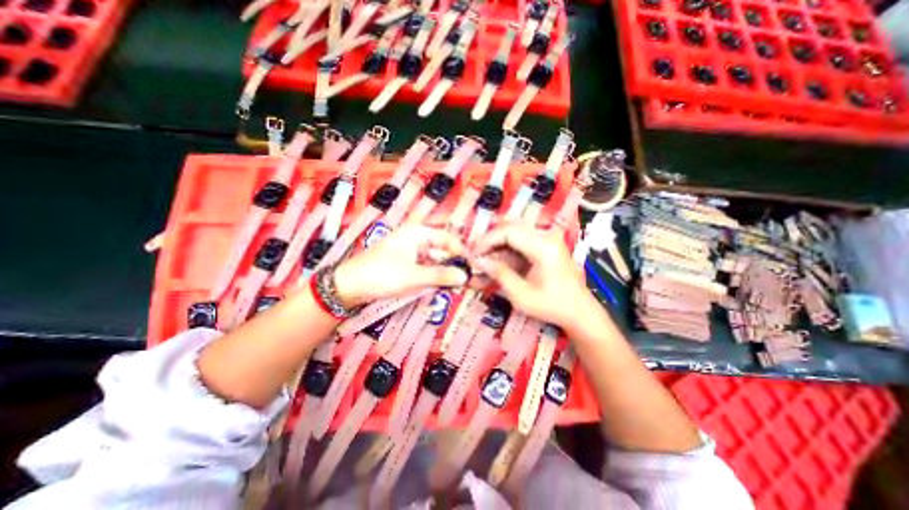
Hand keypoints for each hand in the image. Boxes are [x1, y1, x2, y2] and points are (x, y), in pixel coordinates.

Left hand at [332, 228, 467, 306]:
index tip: (472, 268)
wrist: (350, 285)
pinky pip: (426, 267)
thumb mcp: (414, 276)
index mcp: (418, 233)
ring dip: (444, 272)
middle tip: (465, 281)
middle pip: (443, 250)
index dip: (461, 252)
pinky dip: (433, 276)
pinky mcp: (406, 263)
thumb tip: (465, 276)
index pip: (448, 239)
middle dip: (453, 265)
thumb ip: (441, 275)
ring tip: (454, 286)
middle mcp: (417, 239)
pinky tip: (439, 286)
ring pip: (435, 260)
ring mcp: (411, 251)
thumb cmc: (382, 274)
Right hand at [473, 223, 593, 329]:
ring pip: (514, 231)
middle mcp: (546, 236)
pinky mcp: (546, 244)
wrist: (580, 311)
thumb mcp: (521, 295)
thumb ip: (499, 274)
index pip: (508, 232)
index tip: (473, 254)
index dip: (487, 240)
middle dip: (490, 239)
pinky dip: (506, 249)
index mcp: (543, 247)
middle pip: (510, 226)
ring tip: (484, 258)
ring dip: (497, 243)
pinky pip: (521, 240)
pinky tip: (497, 261)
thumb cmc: (552, 306)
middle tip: (476, 254)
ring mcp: (547, 238)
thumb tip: (479, 261)